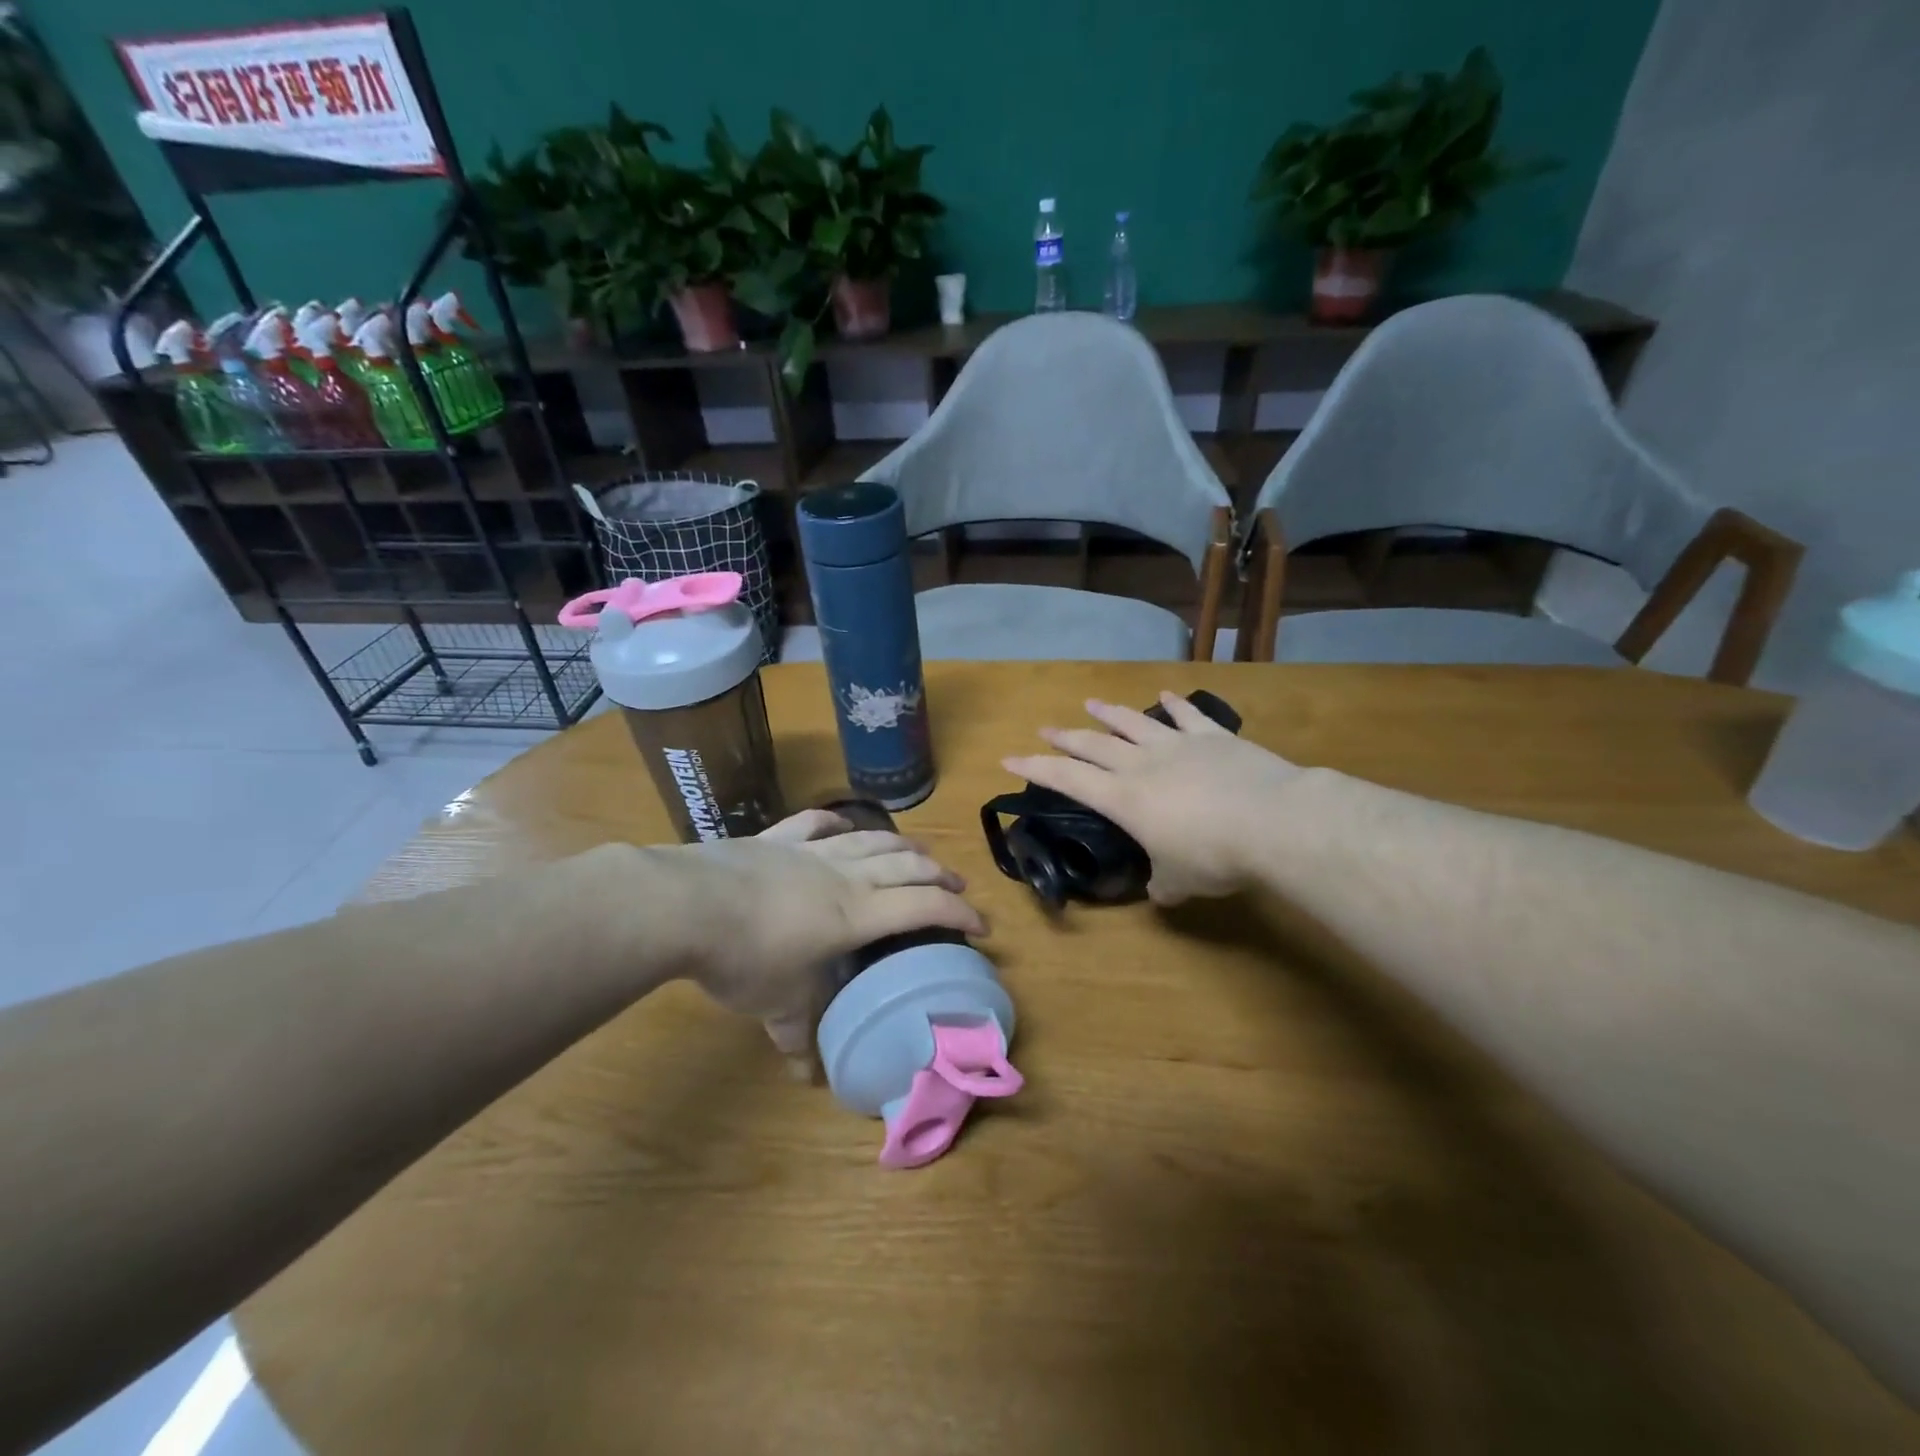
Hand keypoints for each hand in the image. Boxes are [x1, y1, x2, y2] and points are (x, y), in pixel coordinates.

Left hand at [675, 809, 985, 1054]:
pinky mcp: (777, 837)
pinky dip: (836, 819)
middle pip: (906, 865)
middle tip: (958, 886)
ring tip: (918, 852)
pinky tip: (842, 822)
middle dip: (939, 874)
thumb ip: (796, 1036)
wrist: (688, 905)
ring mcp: (810, 850)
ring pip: (871, 839)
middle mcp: (844, 875)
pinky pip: (815, 821)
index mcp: (856, 914)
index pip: (923, 906)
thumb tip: (804, 1076)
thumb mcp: (776, 1004)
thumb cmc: (745, 957)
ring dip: (902, 845)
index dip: (958, 913)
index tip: (981, 925)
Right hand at [1003, 693, 1300, 904]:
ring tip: (1091, 703)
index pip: (1068, 780)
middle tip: (1045, 728)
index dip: (1035, 769)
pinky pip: (1188, 716)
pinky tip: (1165, 695)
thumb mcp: (1181, 881)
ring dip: (1110, 713)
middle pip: (1095, 744)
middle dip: (1066, 737)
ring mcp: (1179, 745)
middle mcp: (1143, 764)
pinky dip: (1175, 704)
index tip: (1009, 758)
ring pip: (1135, 722)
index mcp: (1124, 798)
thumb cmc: (1214, 856)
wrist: (1273, 821)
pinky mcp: (1215, 737)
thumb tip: (1160, 891)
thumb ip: (1163, 883)